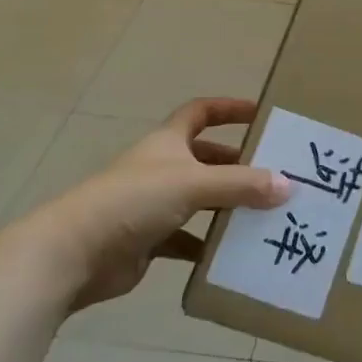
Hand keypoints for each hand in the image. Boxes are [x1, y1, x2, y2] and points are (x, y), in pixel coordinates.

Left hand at [21, 98, 288, 309]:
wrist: (73, 254)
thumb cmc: (133, 201)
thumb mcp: (194, 184)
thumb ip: (241, 185)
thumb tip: (288, 185)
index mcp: (167, 143)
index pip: (200, 111)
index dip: (229, 108)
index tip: (261, 114)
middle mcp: (161, 168)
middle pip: (205, 158)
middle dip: (237, 164)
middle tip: (274, 174)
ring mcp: (152, 205)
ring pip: (199, 200)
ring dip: (227, 206)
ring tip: (264, 214)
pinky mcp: (147, 241)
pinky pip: (187, 238)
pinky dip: (207, 244)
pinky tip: (233, 253)